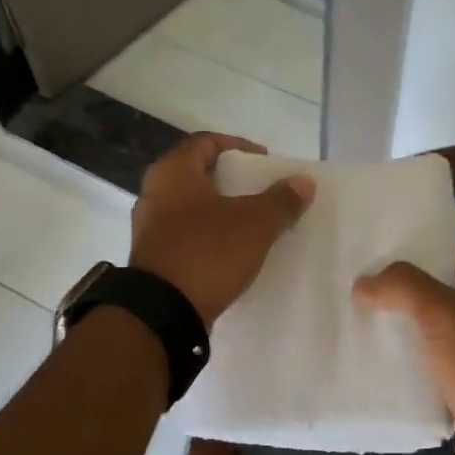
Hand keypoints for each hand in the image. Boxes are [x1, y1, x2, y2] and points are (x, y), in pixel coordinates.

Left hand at [130, 133, 314, 328]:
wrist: (163, 313)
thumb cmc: (207, 253)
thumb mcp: (254, 224)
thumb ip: (281, 200)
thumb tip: (304, 182)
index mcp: (173, 172)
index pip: (207, 142)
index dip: (239, 147)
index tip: (265, 163)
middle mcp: (154, 193)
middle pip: (198, 174)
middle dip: (232, 181)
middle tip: (262, 192)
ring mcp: (150, 227)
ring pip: (192, 207)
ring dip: (221, 210)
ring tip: (252, 222)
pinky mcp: (154, 257)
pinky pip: (187, 235)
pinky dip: (210, 235)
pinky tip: (232, 251)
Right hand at [352, 248, 454, 429]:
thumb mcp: (445, 313)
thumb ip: (403, 287)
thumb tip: (363, 283)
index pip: (454, 254)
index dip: (419, 250)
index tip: (377, 254)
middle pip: (439, 290)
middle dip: (401, 289)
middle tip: (358, 285)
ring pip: (431, 327)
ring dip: (399, 324)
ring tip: (357, 316)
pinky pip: (429, 360)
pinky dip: (405, 356)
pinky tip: (374, 355)